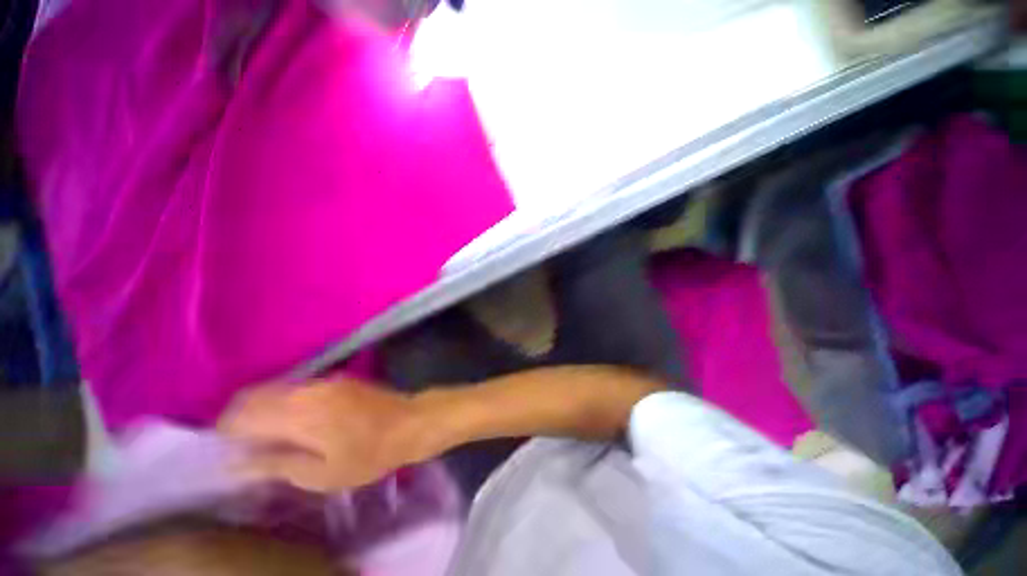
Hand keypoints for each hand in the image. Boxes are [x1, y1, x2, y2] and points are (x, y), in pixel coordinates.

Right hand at [219, 379, 440, 491]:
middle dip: (239, 416)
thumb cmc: (368, 455)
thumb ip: (277, 464)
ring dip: (261, 407)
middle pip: (256, 394)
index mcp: (300, 412)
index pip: (243, 412)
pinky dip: (282, 400)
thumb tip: (237, 460)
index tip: (224, 448)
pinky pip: (297, 386)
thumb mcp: (321, 474)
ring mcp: (326, 380)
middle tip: (240, 442)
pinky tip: (290, 419)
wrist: (410, 423)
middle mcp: (309, 390)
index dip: (225, 429)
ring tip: (263, 433)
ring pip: (276, 388)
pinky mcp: (339, 379)